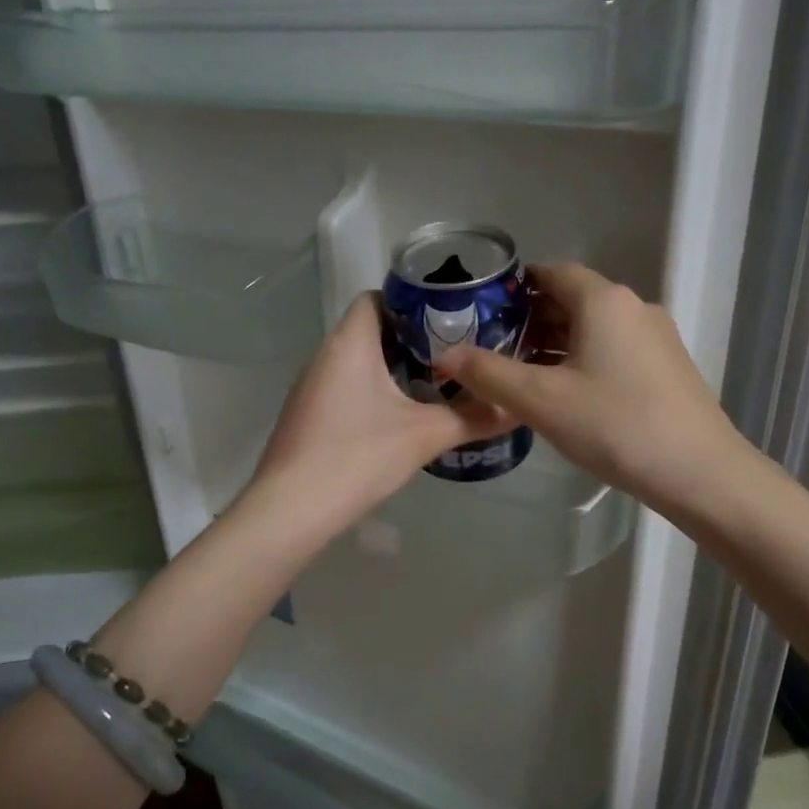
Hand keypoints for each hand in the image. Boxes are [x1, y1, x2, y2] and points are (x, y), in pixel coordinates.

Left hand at [252, 292, 513, 530]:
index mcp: (350, 344)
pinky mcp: (310, 417)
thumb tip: (517, 408)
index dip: (412, 301)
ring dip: (395, 368)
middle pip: (371, 330)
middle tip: (456, 353)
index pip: (377, 297)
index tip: (450, 318)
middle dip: (413, 339)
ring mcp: (312, 388)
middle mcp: (325, 356)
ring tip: (438, 383)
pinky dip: (376, 392)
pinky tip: (401, 418)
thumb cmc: (357, 457)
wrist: (291, 511)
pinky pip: (348, 388)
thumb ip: (473, 418)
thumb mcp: (424, 436)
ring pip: (359, 362)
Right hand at [432, 262, 743, 513]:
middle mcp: (634, 307)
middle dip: (531, 320)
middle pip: (573, 300)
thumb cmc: (615, 425)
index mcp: (603, 300)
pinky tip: (568, 396)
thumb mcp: (541, 400)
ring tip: (523, 376)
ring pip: (595, 328)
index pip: (552, 272)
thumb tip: (444, 356)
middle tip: (495, 349)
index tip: (484, 311)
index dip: (515, 288)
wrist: (700, 471)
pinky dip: (585, 360)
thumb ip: (488, 374)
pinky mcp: (668, 368)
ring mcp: (657, 338)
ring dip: (557, 344)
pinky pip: (615, 350)